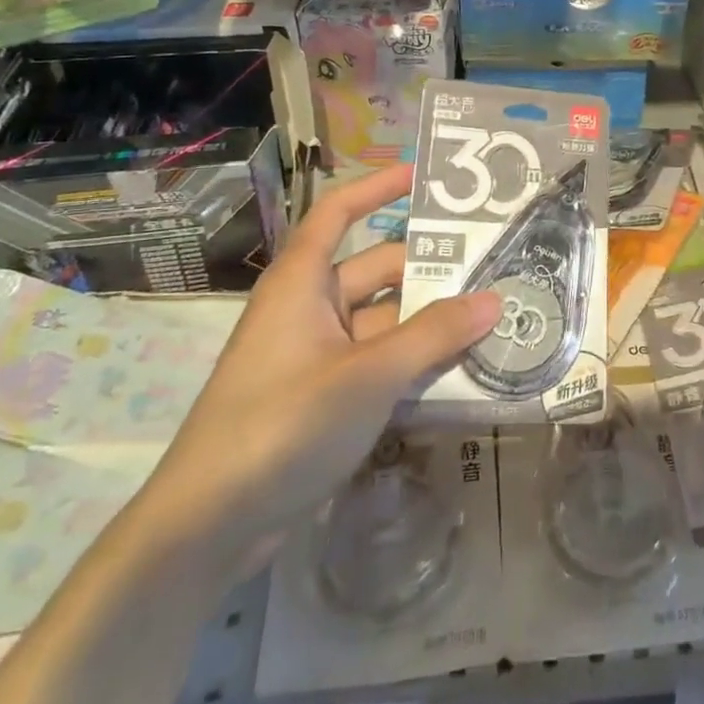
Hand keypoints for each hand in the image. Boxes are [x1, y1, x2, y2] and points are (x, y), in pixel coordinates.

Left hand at [138, 165, 500, 580]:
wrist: (208, 527)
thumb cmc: (283, 423)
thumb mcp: (369, 375)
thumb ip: (435, 335)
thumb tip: (494, 299)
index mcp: (303, 281)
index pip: (340, 211)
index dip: (379, 186)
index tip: (426, 176)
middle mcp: (309, 307)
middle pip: (378, 270)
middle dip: (431, 270)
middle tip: (495, 265)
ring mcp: (316, 355)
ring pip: (384, 321)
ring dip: (430, 322)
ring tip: (493, 317)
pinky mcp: (323, 397)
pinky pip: (379, 361)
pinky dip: (414, 361)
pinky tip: (462, 371)